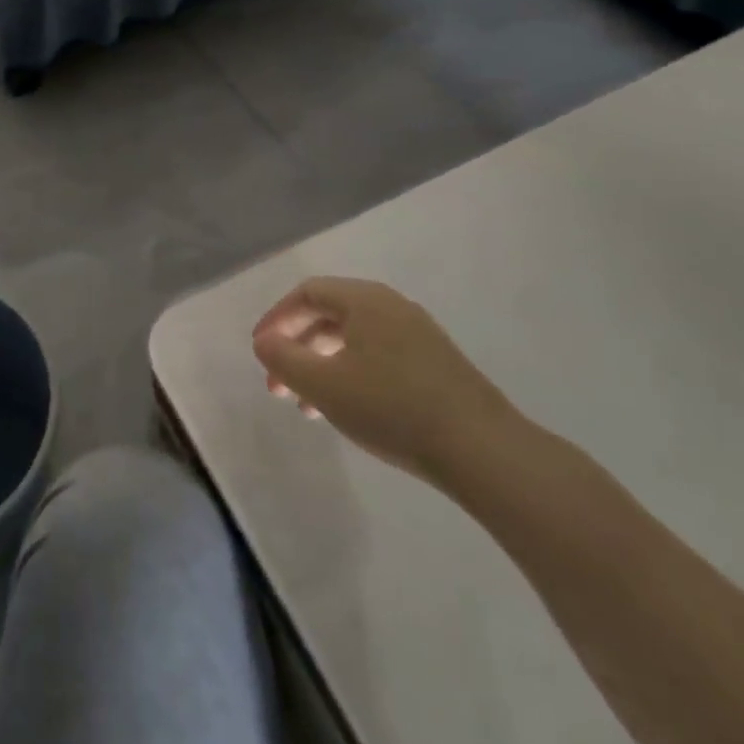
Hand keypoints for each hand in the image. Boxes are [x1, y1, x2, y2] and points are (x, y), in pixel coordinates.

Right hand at [252, 277, 524, 489]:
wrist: (483, 450)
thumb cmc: (392, 408)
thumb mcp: (324, 386)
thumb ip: (284, 359)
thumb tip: (264, 342)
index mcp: (364, 299)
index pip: (307, 293)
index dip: (276, 319)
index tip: (259, 352)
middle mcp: (392, 306)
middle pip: (329, 314)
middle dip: (297, 348)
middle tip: (278, 386)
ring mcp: (418, 333)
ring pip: (354, 339)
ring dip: (322, 366)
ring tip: (308, 407)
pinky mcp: (436, 363)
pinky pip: (378, 355)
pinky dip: (351, 373)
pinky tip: (350, 409)